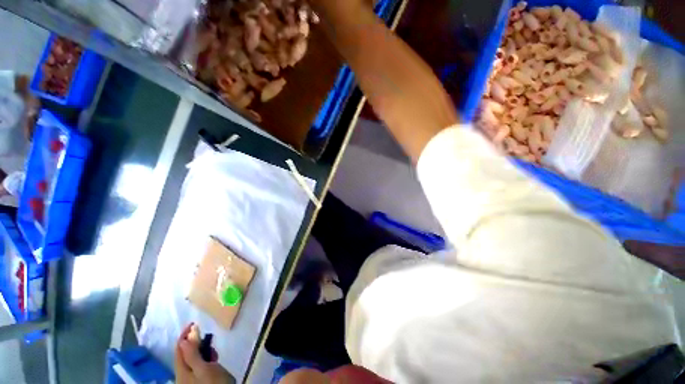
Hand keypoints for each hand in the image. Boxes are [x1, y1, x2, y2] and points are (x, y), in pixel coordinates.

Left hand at [175, 323, 235, 383]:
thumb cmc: (214, 383)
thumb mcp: (204, 368)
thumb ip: (193, 354)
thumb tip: (186, 338)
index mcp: (181, 371)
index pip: (179, 348)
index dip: (185, 334)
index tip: (194, 322)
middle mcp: (183, 374)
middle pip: (185, 354)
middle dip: (195, 342)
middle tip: (207, 337)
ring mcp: (191, 378)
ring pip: (192, 359)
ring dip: (201, 350)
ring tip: (212, 348)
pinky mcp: (199, 379)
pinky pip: (198, 364)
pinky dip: (204, 357)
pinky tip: (213, 359)